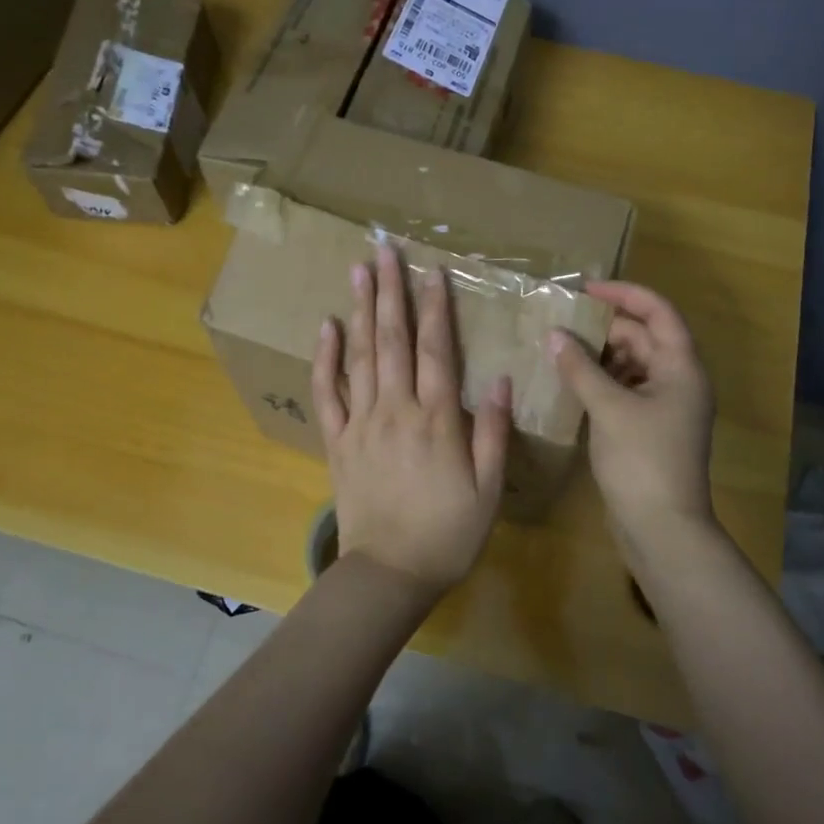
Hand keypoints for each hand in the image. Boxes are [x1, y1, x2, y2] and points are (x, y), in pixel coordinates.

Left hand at [312, 244, 511, 599]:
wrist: (389, 574)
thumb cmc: (448, 534)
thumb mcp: (488, 489)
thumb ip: (491, 432)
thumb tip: (498, 379)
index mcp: (436, 420)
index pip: (436, 350)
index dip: (435, 308)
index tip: (432, 271)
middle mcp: (395, 410)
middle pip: (393, 340)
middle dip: (391, 292)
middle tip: (385, 249)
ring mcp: (361, 423)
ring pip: (360, 356)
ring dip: (361, 310)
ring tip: (358, 271)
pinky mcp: (337, 442)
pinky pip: (326, 394)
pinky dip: (325, 359)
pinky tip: (327, 328)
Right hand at [550, 281, 716, 556]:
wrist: (662, 528)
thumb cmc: (642, 460)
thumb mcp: (609, 408)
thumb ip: (580, 368)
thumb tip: (554, 335)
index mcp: (682, 367)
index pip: (658, 312)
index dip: (624, 293)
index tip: (584, 289)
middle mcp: (678, 380)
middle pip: (642, 337)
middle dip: (603, 327)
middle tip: (559, 322)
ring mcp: (664, 406)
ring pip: (631, 364)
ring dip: (598, 355)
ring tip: (558, 348)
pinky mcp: (648, 428)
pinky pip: (624, 390)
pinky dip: (600, 382)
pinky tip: (569, 382)